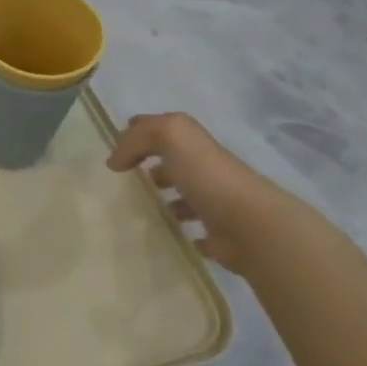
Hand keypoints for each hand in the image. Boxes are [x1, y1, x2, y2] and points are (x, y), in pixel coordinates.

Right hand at [106, 112, 297, 275]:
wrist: (250, 226)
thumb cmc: (207, 176)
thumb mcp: (170, 136)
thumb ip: (138, 138)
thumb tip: (115, 161)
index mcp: (194, 145)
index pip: (163, 130)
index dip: (140, 133)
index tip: (115, 151)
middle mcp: (206, 170)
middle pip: (175, 163)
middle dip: (152, 167)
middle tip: (124, 181)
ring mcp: (215, 203)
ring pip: (185, 198)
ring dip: (166, 201)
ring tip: (138, 210)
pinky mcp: (219, 236)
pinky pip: (195, 232)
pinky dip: (183, 232)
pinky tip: (165, 235)